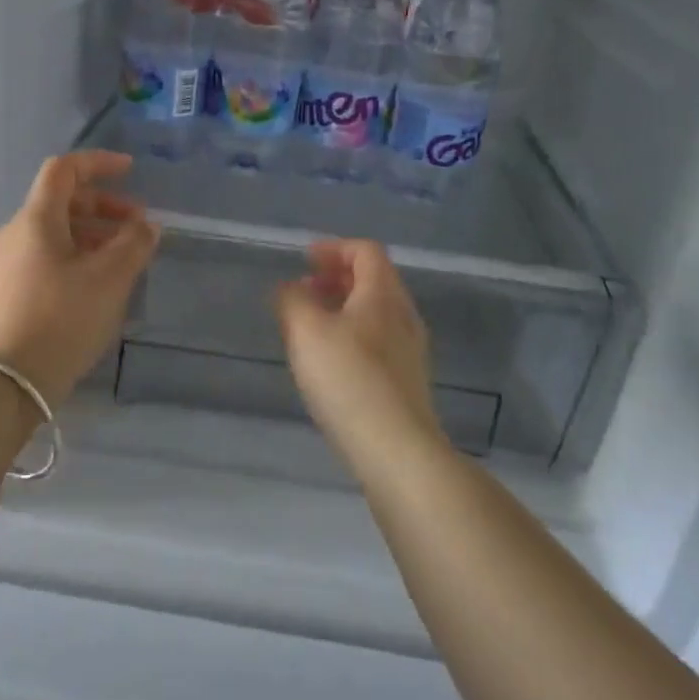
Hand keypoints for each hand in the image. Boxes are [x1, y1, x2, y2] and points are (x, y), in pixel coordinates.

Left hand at [0, 151, 159, 405]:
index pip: (64, 169)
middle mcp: (14, 234)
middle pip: (60, 203)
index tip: (130, 171)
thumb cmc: (60, 320)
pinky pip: (44, 259)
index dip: (98, 163)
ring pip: (54, 234)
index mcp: (36, 220)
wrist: (2, 384)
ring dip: (92, 236)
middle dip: (103, 208)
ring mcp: (4, 266)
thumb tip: (146, 225)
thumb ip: (134, 244)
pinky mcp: (3, 294)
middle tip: (137, 228)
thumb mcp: (109, 280)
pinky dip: (74, 258)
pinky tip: (95, 287)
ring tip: (123, 261)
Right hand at [273, 240, 442, 464]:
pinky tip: (330, 362)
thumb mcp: (306, 331)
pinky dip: (351, 335)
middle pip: (373, 280)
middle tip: (303, 290)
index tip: (305, 260)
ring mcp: (410, 351)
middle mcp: (403, 316)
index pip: (366, 251)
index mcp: (383, 294)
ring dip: (343, 308)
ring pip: (375, 313)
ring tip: (310, 326)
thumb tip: (288, 288)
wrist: (397, 451)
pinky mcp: (407, 382)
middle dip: (336, 278)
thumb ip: (291, 301)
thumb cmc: (349, 379)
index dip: (334, 248)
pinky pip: (378, 342)